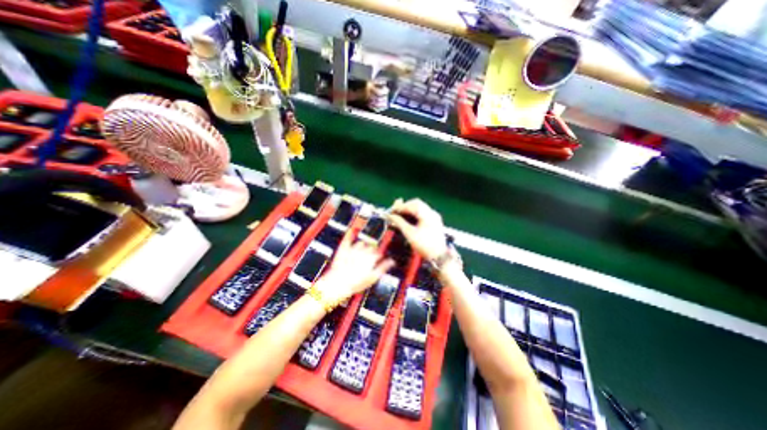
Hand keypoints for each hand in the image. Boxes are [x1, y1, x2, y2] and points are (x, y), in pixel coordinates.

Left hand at [314, 235, 392, 304]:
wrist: (337, 283)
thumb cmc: (355, 282)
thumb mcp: (372, 277)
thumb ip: (383, 267)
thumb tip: (392, 261)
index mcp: (371, 257)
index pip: (379, 253)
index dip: (378, 256)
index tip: (378, 259)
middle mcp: (363, 251)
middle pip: (370, 247)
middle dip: (371, 251)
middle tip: (369, 257)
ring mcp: (353, 249)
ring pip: (361, 243)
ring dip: (363, 246)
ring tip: (361, 251)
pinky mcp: (343, 249)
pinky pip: (347, 239)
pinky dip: (350, 235)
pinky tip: (352, 231)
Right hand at [391, 199, 450, 261]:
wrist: (439, 257)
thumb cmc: (425, 246)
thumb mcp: (410, 234)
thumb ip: (399, 222)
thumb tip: (390, 216)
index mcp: (428, 214)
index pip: (411, 205)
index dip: (400, 207)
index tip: (391, 211)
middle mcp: (432, 213)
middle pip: (416, 204)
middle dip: (404, 207)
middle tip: (395, 213)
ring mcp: (434, 217)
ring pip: (419, 208)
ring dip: (409, 211)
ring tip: (400, 217)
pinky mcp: (434, 222)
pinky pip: (423, 214)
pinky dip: (414, 215)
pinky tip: (408, 221)